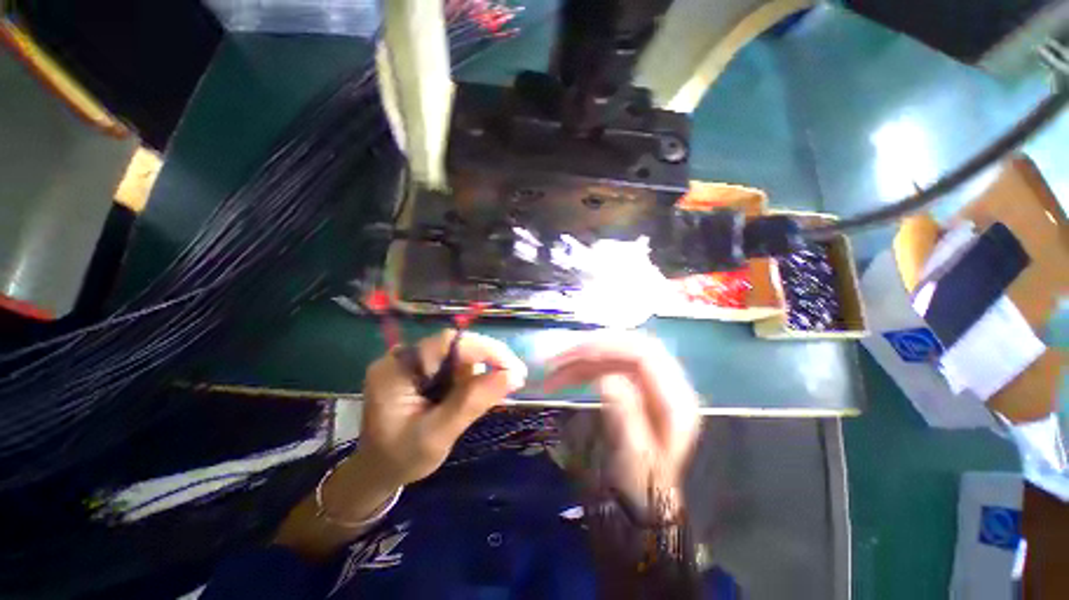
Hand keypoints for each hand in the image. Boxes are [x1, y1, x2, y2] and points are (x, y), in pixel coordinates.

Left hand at [358, 330, 527, 487]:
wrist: (378, 471)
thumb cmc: (402, 458)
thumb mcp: (437, 435)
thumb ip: (472, 402)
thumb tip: (513, 375)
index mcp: (397, 369)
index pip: (447, 343)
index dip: (485, 349)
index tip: (514, 367)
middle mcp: (404, 357)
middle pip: (456, 347)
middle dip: (487, 362)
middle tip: (515, 379)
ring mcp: (413, 361)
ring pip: (459, 355)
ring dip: (479, 374)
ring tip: (489, 398)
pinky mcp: (423, 369)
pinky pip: (455, 365)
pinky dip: (471, 379)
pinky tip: (475, 395)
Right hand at [544, 332, 699, 512]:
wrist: (646, 499)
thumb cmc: (642, 485)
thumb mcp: (635, 460)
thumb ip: (626, 418)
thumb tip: (608, 379)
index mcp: (675, 400)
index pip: (644, 355)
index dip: (608, 348)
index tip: (574, 356)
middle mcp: (667, 384)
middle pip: (626, 347)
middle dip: (589, 350)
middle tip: (558, 360)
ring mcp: (650, 382)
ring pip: (614, 354)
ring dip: (581, 359)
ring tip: (553, 371)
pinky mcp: (634, 384)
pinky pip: (607, 365)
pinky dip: (584, 367)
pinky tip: (566, 376)